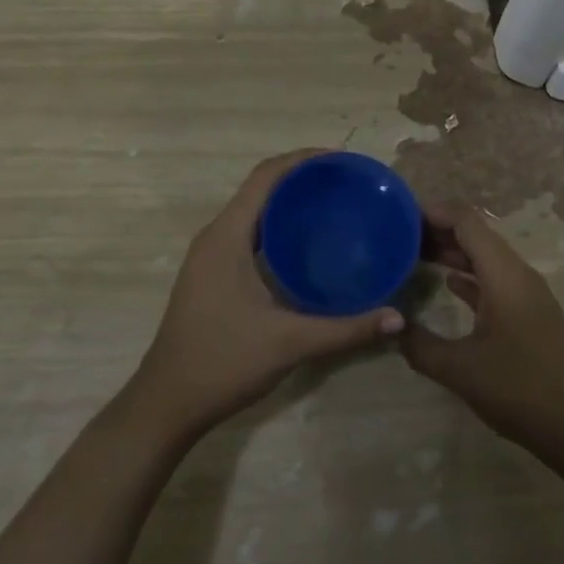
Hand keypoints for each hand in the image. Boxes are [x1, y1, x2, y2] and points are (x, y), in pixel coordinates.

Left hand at [124, 150, 404, 440]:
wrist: (165, 404)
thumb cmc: (222, 362)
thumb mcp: (289, 343)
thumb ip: (346, 329)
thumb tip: (397, 318)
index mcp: (227, 236)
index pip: (265, 176)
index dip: (302, 159)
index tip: (341, 160)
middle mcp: (215, 236)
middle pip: (260, 187)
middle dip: (301, 177)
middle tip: (346, 183)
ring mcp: (209, 255)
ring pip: (253, 210)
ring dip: (288, 201)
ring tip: (332, 204)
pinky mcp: (211, 273)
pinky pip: (248, 232)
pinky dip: (276, 225)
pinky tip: (305, 245)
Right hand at [401, 204, 563, 472]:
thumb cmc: (519, 389)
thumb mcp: (460, 370)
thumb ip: (420, 344)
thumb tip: (391, 325)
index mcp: (504, 274)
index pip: (467, 222)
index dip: (435, 212)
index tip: (401, 213)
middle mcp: (517, 274)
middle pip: (476, 235)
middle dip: (439, 230)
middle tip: (399, 235)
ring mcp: (527, 294)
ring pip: (485, 258)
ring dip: (454, 253)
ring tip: (414, 254)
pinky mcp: (530, 313)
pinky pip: (494, 279)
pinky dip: (469, 276)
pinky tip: (447, 282)